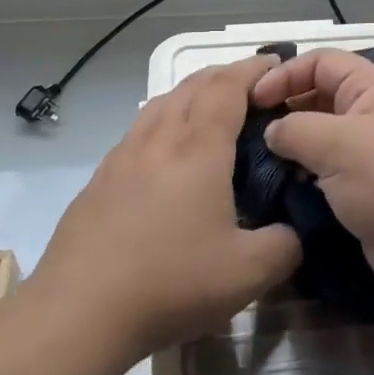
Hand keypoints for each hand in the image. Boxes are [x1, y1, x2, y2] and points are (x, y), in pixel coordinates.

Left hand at [34, 55, 302, 361]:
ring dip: (191, 94)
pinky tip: (166, 155)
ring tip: (211, 112)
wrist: (78, 310)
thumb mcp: (247, 274)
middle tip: (253, 88)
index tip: (276, 64)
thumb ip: (286, 246)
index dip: (253, 68)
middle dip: (226, 75)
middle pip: (193, 85)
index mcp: (198, 148)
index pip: (228, 86)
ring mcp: (123, 155)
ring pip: (161, 103)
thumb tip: (295, 232)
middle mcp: (159, 139)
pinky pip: (139, 130)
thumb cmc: (170, 283)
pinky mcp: (100, 178)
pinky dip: (163, 122)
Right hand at [251, 49, 373, 317]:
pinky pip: (329, 173)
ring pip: (322, 138)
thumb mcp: (339, 145)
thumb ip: (295, 129)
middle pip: (319, 97)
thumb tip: (273, 132)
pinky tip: (282, 190)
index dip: (284, 74)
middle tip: (247, 132)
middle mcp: (373, 114)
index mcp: (373, 88)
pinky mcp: (370, 192)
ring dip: (292, 147)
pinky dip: (305, 176)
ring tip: (257, 162)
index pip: (321, 62)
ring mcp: (373, 155)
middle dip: (284, 109)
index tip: (251, 101)